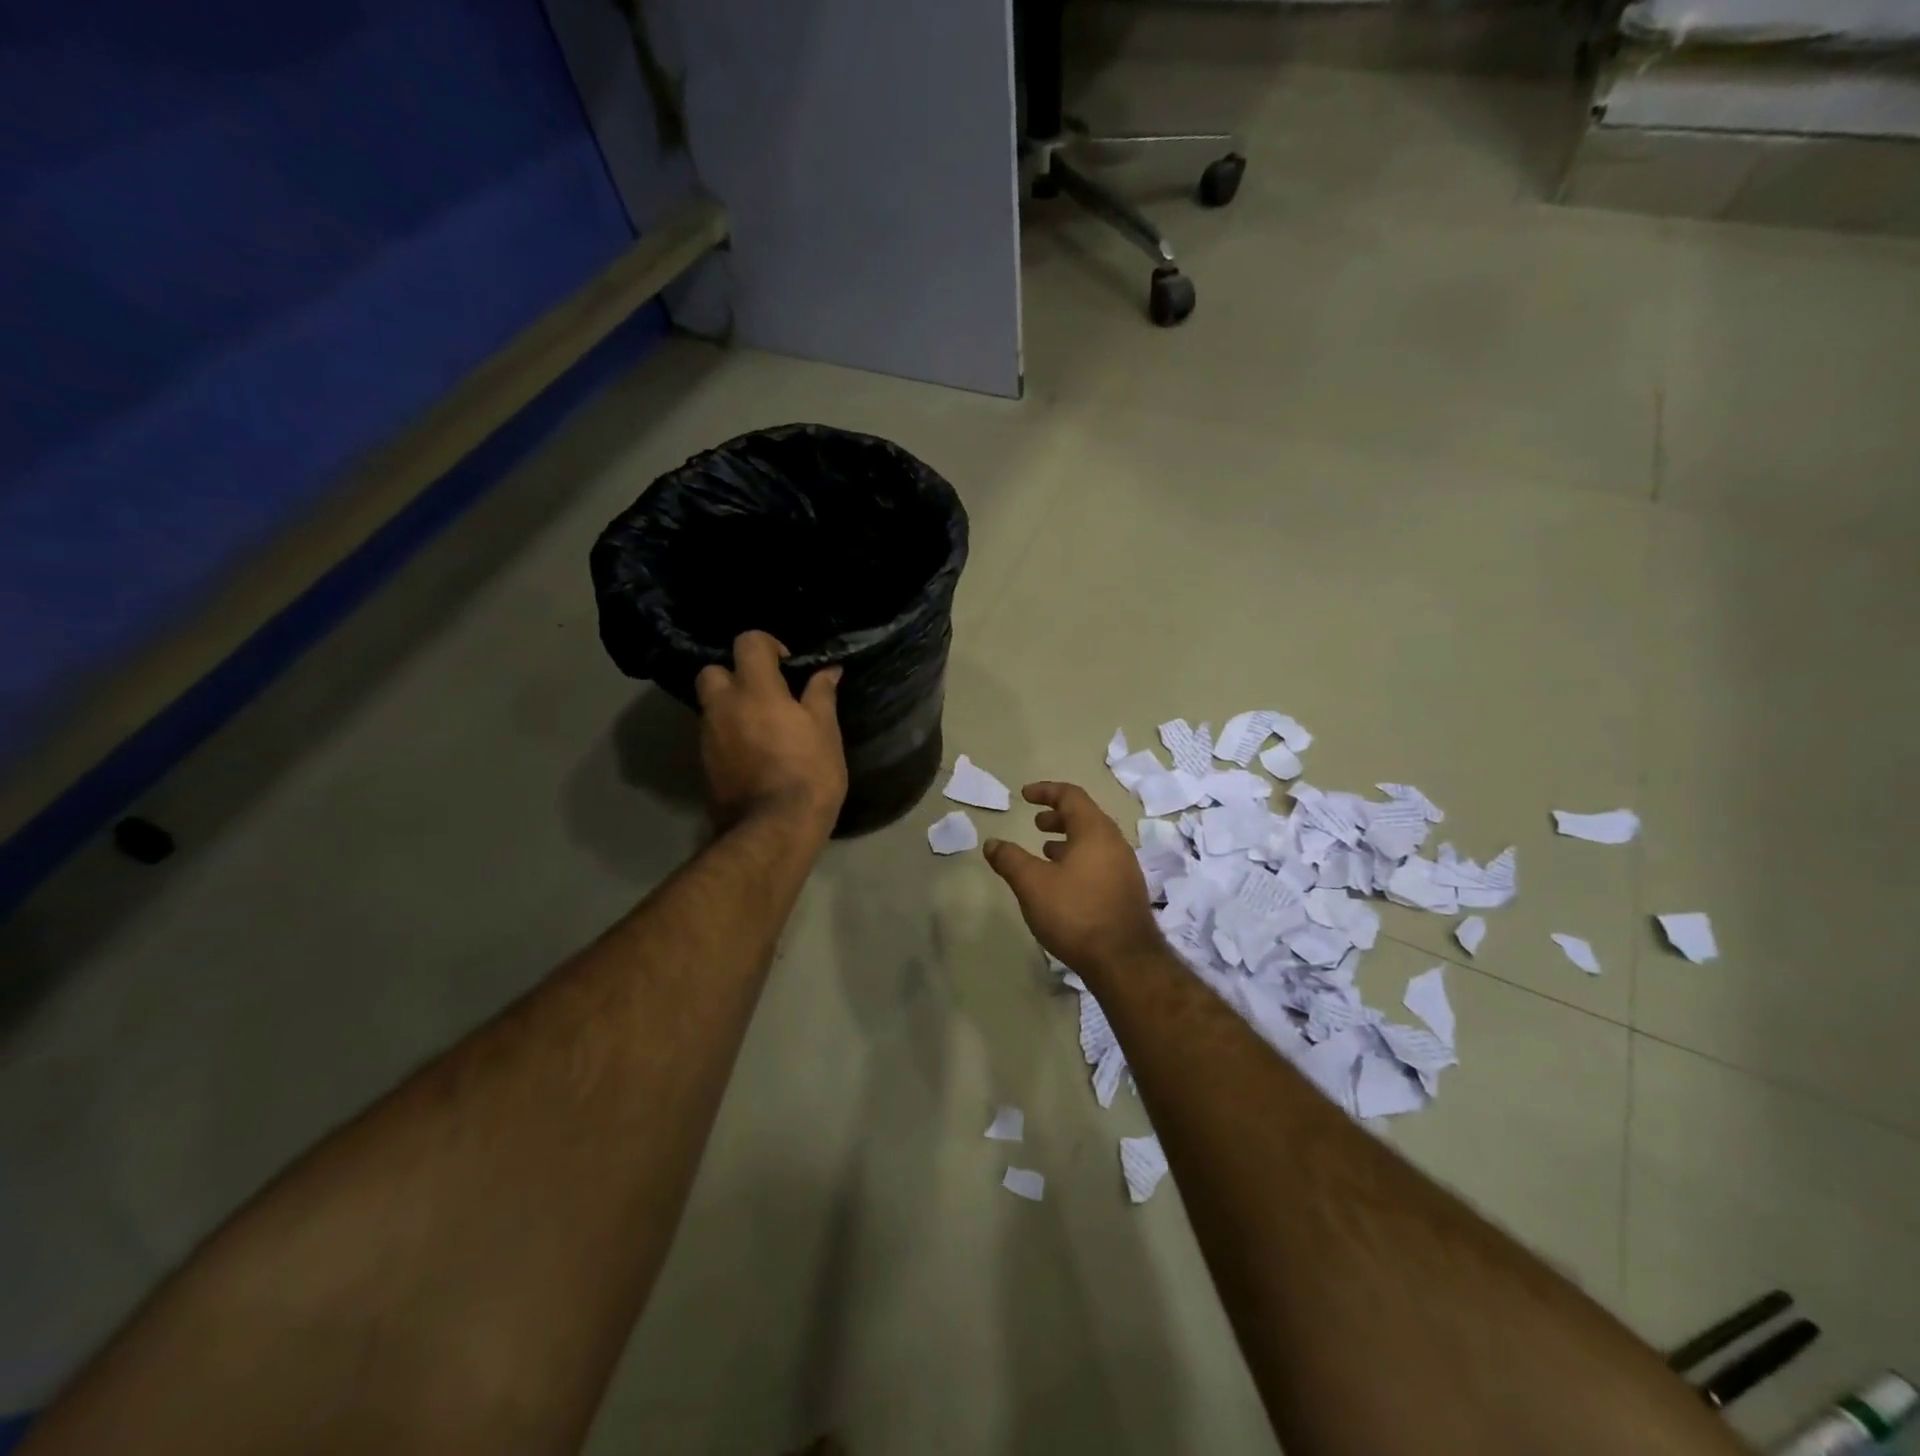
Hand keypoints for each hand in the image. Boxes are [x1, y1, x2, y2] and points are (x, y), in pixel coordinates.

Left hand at [695, 631, 846, 834]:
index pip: (748, 642)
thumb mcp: (826, 731)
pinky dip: (728, 735)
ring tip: (762, 727)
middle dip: (734, 674)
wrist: (774, 829)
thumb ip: (821, 695)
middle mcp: (723, 706)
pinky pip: (713, 735)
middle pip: (712, 671)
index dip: (768, 645)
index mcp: (755, 690)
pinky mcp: (704, 764)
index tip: (788, 665)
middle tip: (764, 694)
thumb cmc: (808, 773)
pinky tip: (753, 753)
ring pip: (710, 705)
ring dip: (731, 706)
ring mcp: (708, 736)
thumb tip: (828, 670)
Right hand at [983, 782, 1161, 977]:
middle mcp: (1115, 843)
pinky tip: (1064, 883)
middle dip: (1057, 817)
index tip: (1025, 795)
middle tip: (1036, 824)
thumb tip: (991, 843)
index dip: (1046, 791)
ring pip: (1093, 842)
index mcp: (1095, 831)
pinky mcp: (1127, 891)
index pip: (1071, 796)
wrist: (1124, 961)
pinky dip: (1079, 859)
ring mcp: (1125, 868)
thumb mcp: (1032, 884)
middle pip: (1085, 817)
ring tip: (1045, 852)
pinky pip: (1100, 862)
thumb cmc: (1075, 913)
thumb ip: (1010, 859)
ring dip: (1068, 840)